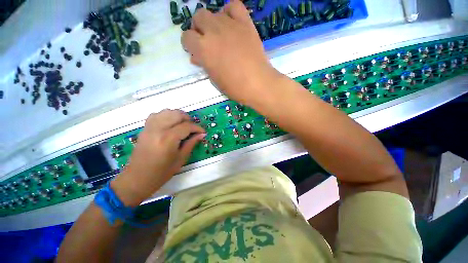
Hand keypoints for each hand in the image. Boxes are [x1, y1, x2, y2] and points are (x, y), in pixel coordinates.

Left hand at [111, 109, 205, 205]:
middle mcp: (158, 129)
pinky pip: (156, 115)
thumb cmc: (162, 172)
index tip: (203, 132)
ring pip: (167, 112)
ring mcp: (149, 128)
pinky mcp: (144, 129)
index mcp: (168, 139)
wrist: (138, 178)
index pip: (187, 126)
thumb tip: (202, 134)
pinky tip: (170, 123)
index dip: (197, 128)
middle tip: (193, 128)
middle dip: (188, 119)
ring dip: (178, 116)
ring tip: (183, 124)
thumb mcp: (181, 159)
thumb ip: (192, 143)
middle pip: (177, 114)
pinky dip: (166, 116)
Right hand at [181, 0, 280, 105]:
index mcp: (203, 49)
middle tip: (207, 41)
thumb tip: (197, 58)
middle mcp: (213, 32)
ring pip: (213, 12)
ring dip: (213, 23)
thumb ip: (204, 65)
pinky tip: (231, 23)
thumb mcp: (215, 80)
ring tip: (220, 35)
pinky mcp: (245, 23)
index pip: (186, 37)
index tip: (196, 51)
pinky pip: (234, 7)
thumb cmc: (235, 88)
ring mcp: (230, 25)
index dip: (189, 44)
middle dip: (199, 29)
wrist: (258, 84)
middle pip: (198, 17)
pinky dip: (229, 12)